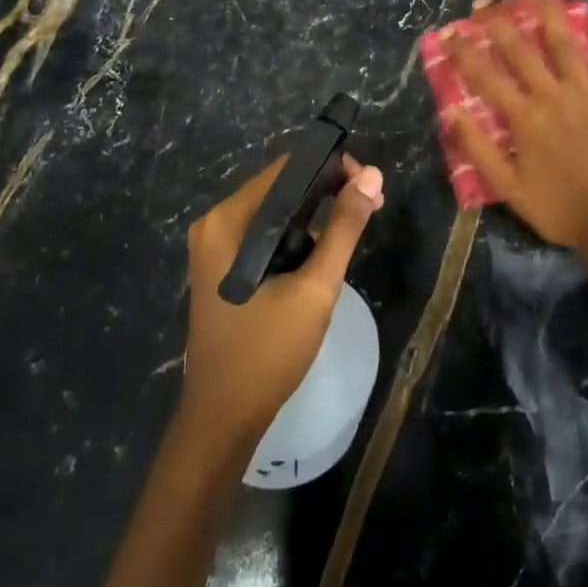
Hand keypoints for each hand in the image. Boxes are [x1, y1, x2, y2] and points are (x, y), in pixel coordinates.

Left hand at [179, 154, 384, 442]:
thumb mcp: (315, 287)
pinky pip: (266, 234)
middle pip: (281, 187)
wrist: (223, 419)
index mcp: (228, 221)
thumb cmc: (267, 351)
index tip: (369, 185)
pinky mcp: (223, 266)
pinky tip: (324, 249)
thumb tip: (372, 174)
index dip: (332, 168)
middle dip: (328, 191)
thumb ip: (344, 227)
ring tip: (357, 225)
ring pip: (276, 211)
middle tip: (372, 206)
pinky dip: (297, 235)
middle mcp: (216, 224)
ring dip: (316, 214)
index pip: (287, 169)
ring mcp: (216, 246)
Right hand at [445, 0, 587, 270]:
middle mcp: (553, 96)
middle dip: (499, 23)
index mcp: (524, 117)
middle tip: (484, 3)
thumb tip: (451, 112)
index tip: (448, 33)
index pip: (486, 76)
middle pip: (522, 50)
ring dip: (550, 15)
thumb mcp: (508, 187)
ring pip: (566, 44)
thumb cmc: (557, 207)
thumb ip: (478, 148)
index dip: (464, 52)